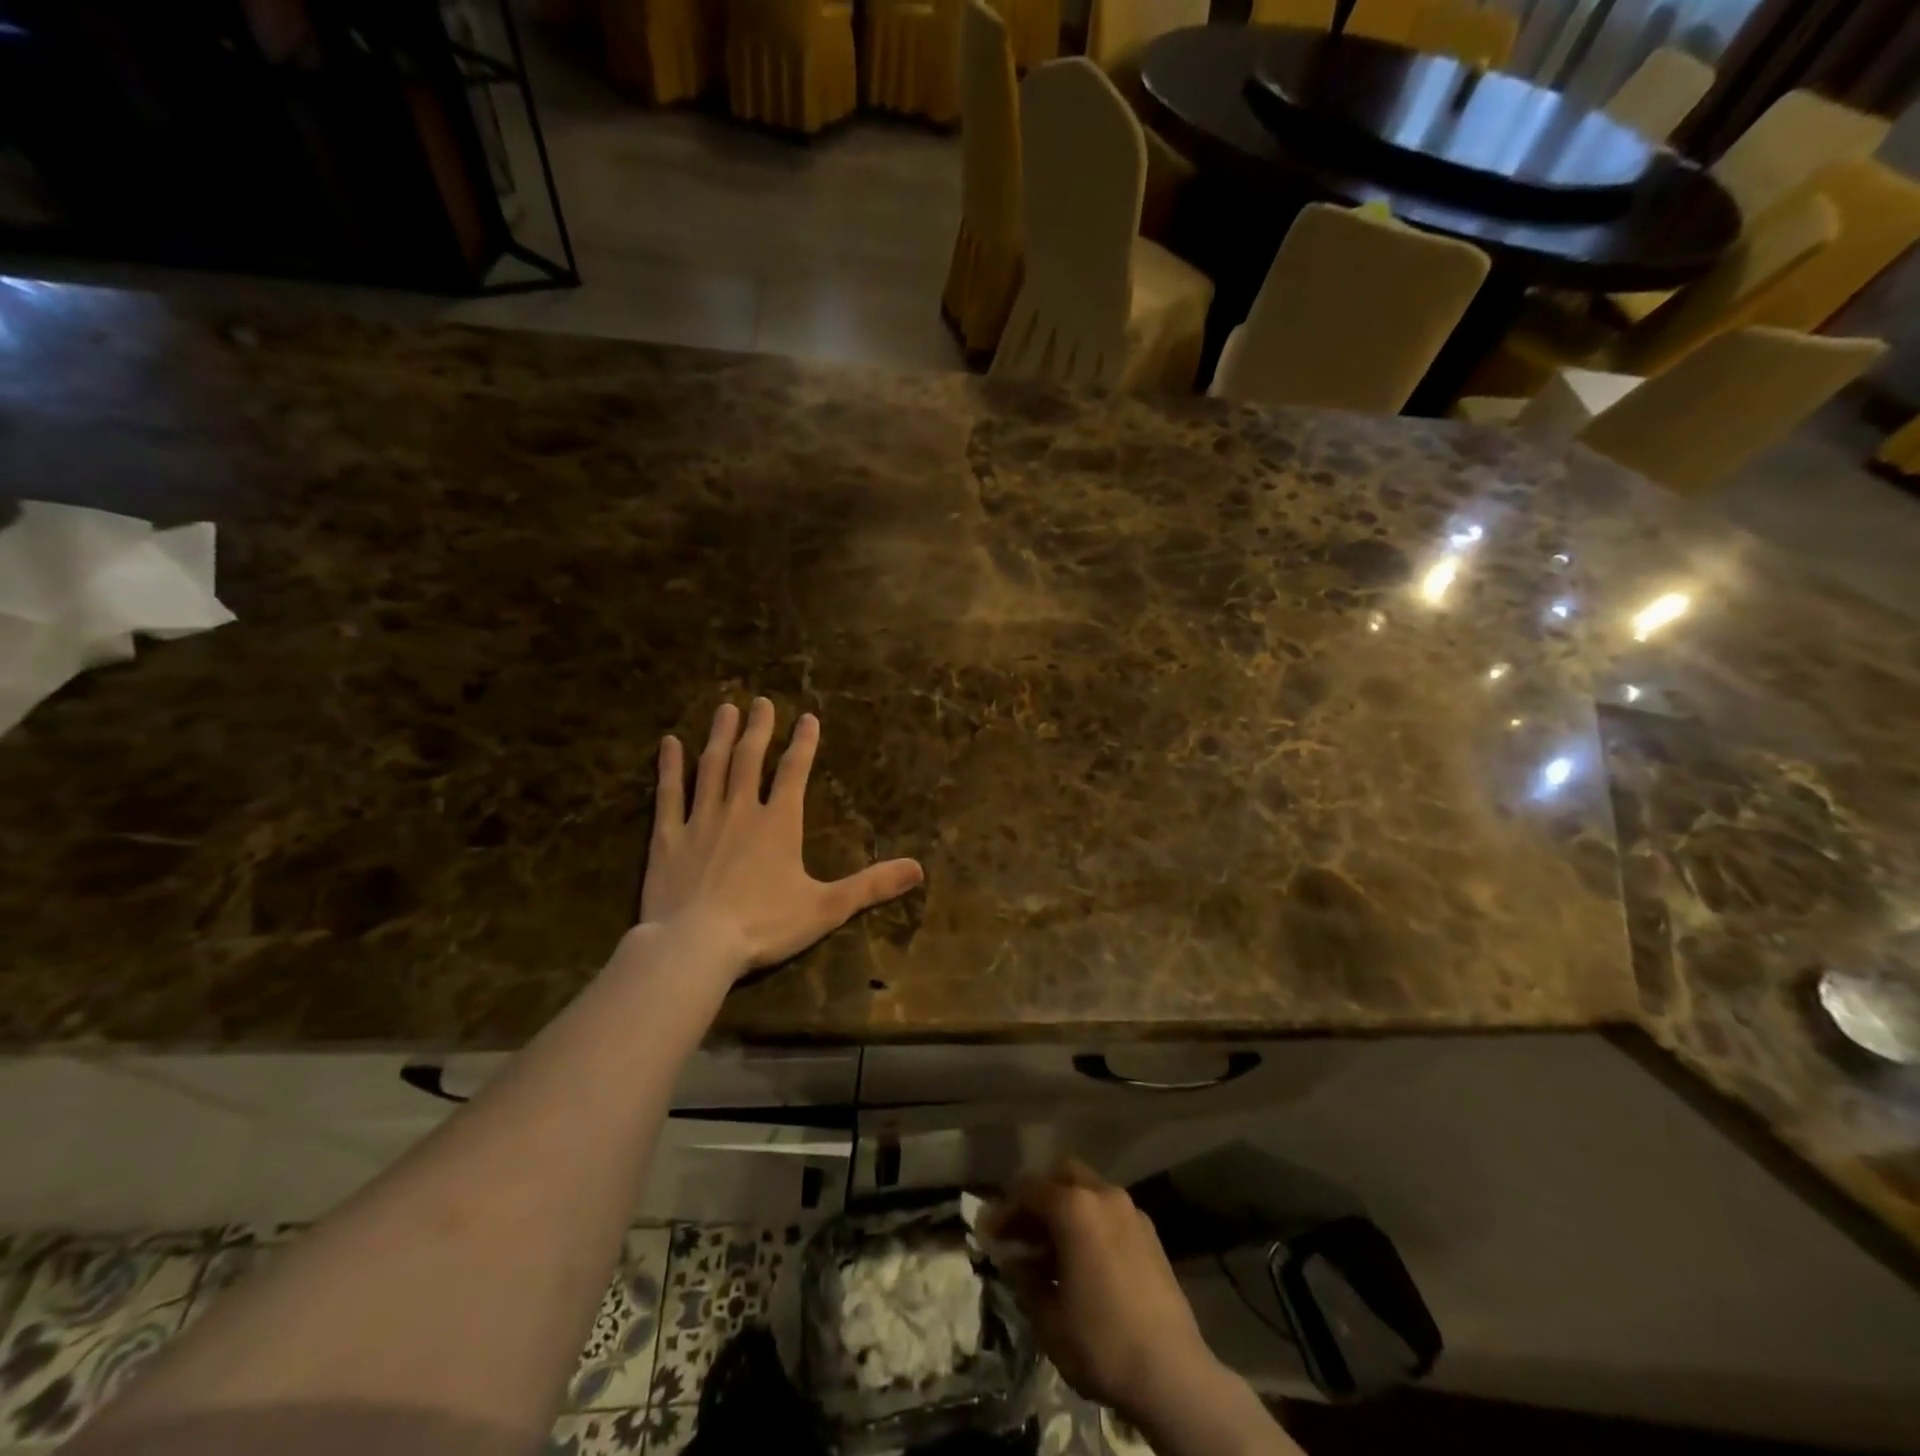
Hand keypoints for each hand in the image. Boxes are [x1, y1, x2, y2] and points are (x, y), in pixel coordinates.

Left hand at [638, 698, 923, 978]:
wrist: (695, 945)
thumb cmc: (764, 925)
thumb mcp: (826, 908)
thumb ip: (871, 885)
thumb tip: (918, 869)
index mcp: (779, 824)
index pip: (794, 772)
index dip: (803, 743)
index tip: (808, 717)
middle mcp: (740, 811)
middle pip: (750, 759)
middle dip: (759, 729)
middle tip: (761, 701)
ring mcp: (700, 821)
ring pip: (711, 767)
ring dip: (719, 736)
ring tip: (725, 709)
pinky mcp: (666, 838)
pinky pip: (668, 794)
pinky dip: (669, 767)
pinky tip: (668, 743)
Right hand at [984, 1160, 1219, 1425]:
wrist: (1172, 1373)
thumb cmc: (1101, 1343)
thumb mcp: (1047, 1318)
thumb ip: (1024, 1278)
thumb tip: (1012, 1258)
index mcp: (1074, 1207)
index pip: (1028, 1191)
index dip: (1004, 1211)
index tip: (988, 1234)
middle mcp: (1102, 1195)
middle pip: (1061, 1176)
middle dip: (1037, 1197)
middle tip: (1021, 1230)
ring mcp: (1130, 1211)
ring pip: (1088, 1190)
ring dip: (1065, 1207)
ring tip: (1050, 1248)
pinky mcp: (1149, 1232)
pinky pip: (1109, 1211)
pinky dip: (1090, 1221)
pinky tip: (1083, 1258)